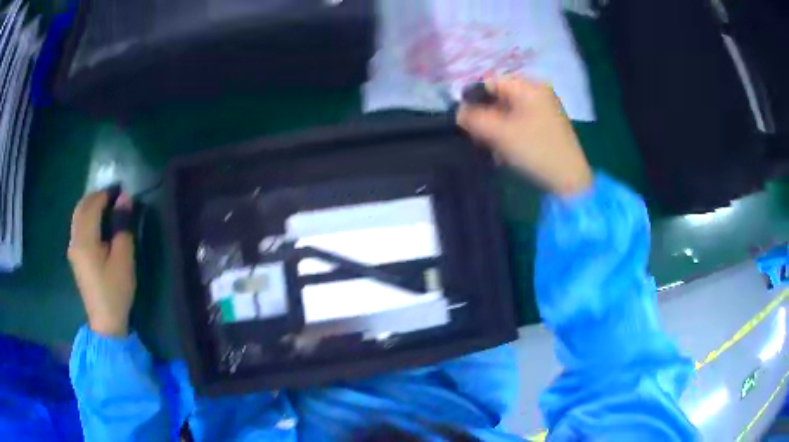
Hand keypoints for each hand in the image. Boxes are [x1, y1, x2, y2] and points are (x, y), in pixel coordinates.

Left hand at [68, 191, 135, 336]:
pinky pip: (78, 227)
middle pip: (81, 207)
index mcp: (85, 240)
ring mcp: (73, 249)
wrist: (105, 322)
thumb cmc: (115, 291)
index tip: (121, 191)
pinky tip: (98, 223)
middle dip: (96, 197)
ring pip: (78, 216)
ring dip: (91, 206)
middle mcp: (75, 240)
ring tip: (107, 207)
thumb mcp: (124, 259)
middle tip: (114, 196)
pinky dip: (87, 217)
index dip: (106, 194)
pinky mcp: (75, 256)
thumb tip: (125, 199)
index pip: (92, 205)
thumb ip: (122, 227)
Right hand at [457, 75, 592, 196]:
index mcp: (529, 86)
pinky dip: (510, 132)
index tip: (466, 120)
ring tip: (495, 148)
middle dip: (487, 116)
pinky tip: (507, 151)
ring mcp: (545, 108)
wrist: (569, 179)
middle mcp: (538, 92)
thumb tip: (458, 112)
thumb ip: (474, 119)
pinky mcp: (548, 124)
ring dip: (497, 128)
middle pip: (500, 97)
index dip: (474, 98)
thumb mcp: (500, 133)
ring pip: (510, 111)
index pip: (491, 82)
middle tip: (480, 137)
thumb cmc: (535, 150)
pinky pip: (521, 121)